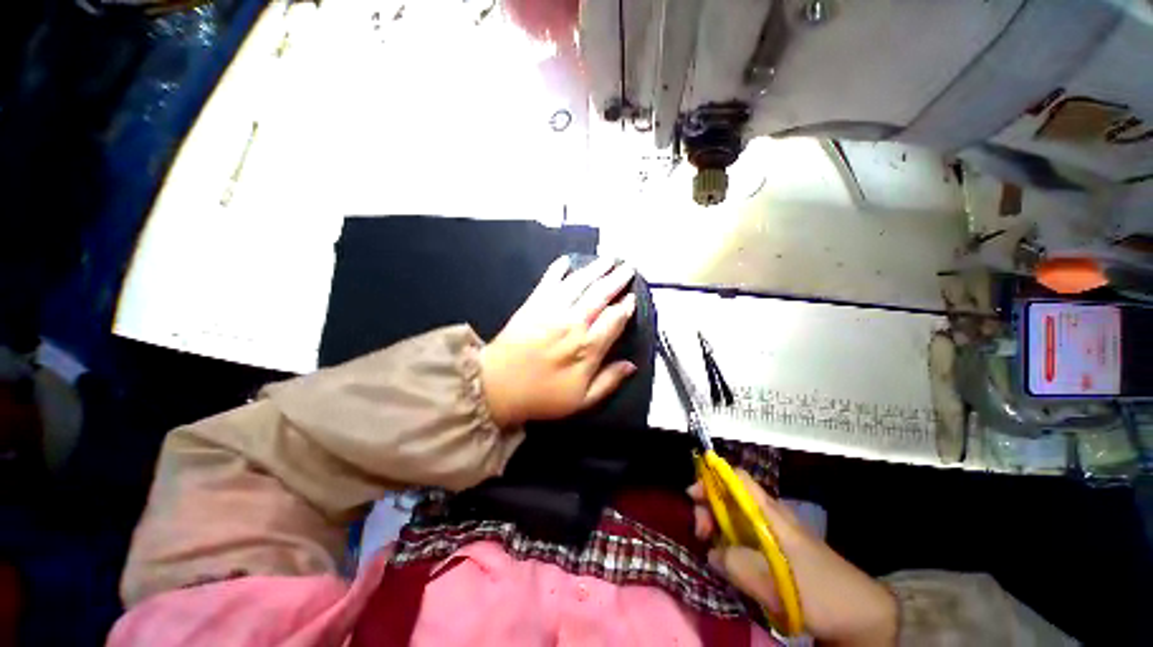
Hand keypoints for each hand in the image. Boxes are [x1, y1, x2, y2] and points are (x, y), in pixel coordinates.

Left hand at [480, 256, 637, 428]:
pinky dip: (558, 269)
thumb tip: (632, 365)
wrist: (497, 387)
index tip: (633, 296)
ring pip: (579, 283)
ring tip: (608, 259)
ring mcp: (552, 310)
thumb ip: (609, 381)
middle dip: (617, 279)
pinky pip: (549, 282)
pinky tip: (566, 260)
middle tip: (628, 267)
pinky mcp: (533, 304)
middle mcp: (573, 323)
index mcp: (587, 347)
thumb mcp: (581, 400)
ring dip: (595, 269)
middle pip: (600, 295)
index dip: (626, 307)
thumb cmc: (542, 396)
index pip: (614, 319)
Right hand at [690, 471, 897, 645]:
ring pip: (736, 519)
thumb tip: (711, 553)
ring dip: (718, 530)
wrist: (858, 614)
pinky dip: (731, 544)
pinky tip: (730, 562)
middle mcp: (769, 515)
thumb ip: (734, 563)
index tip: (693, 495)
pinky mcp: (777, 551)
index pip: (736, 478)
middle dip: (709, 509)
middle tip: (701, 535)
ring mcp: (774, 533)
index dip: (711, 478)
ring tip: (713, 553)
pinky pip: (745, 538)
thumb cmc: (816, 590)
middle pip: (730, 497)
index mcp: (769, 512)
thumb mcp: (772, 581)